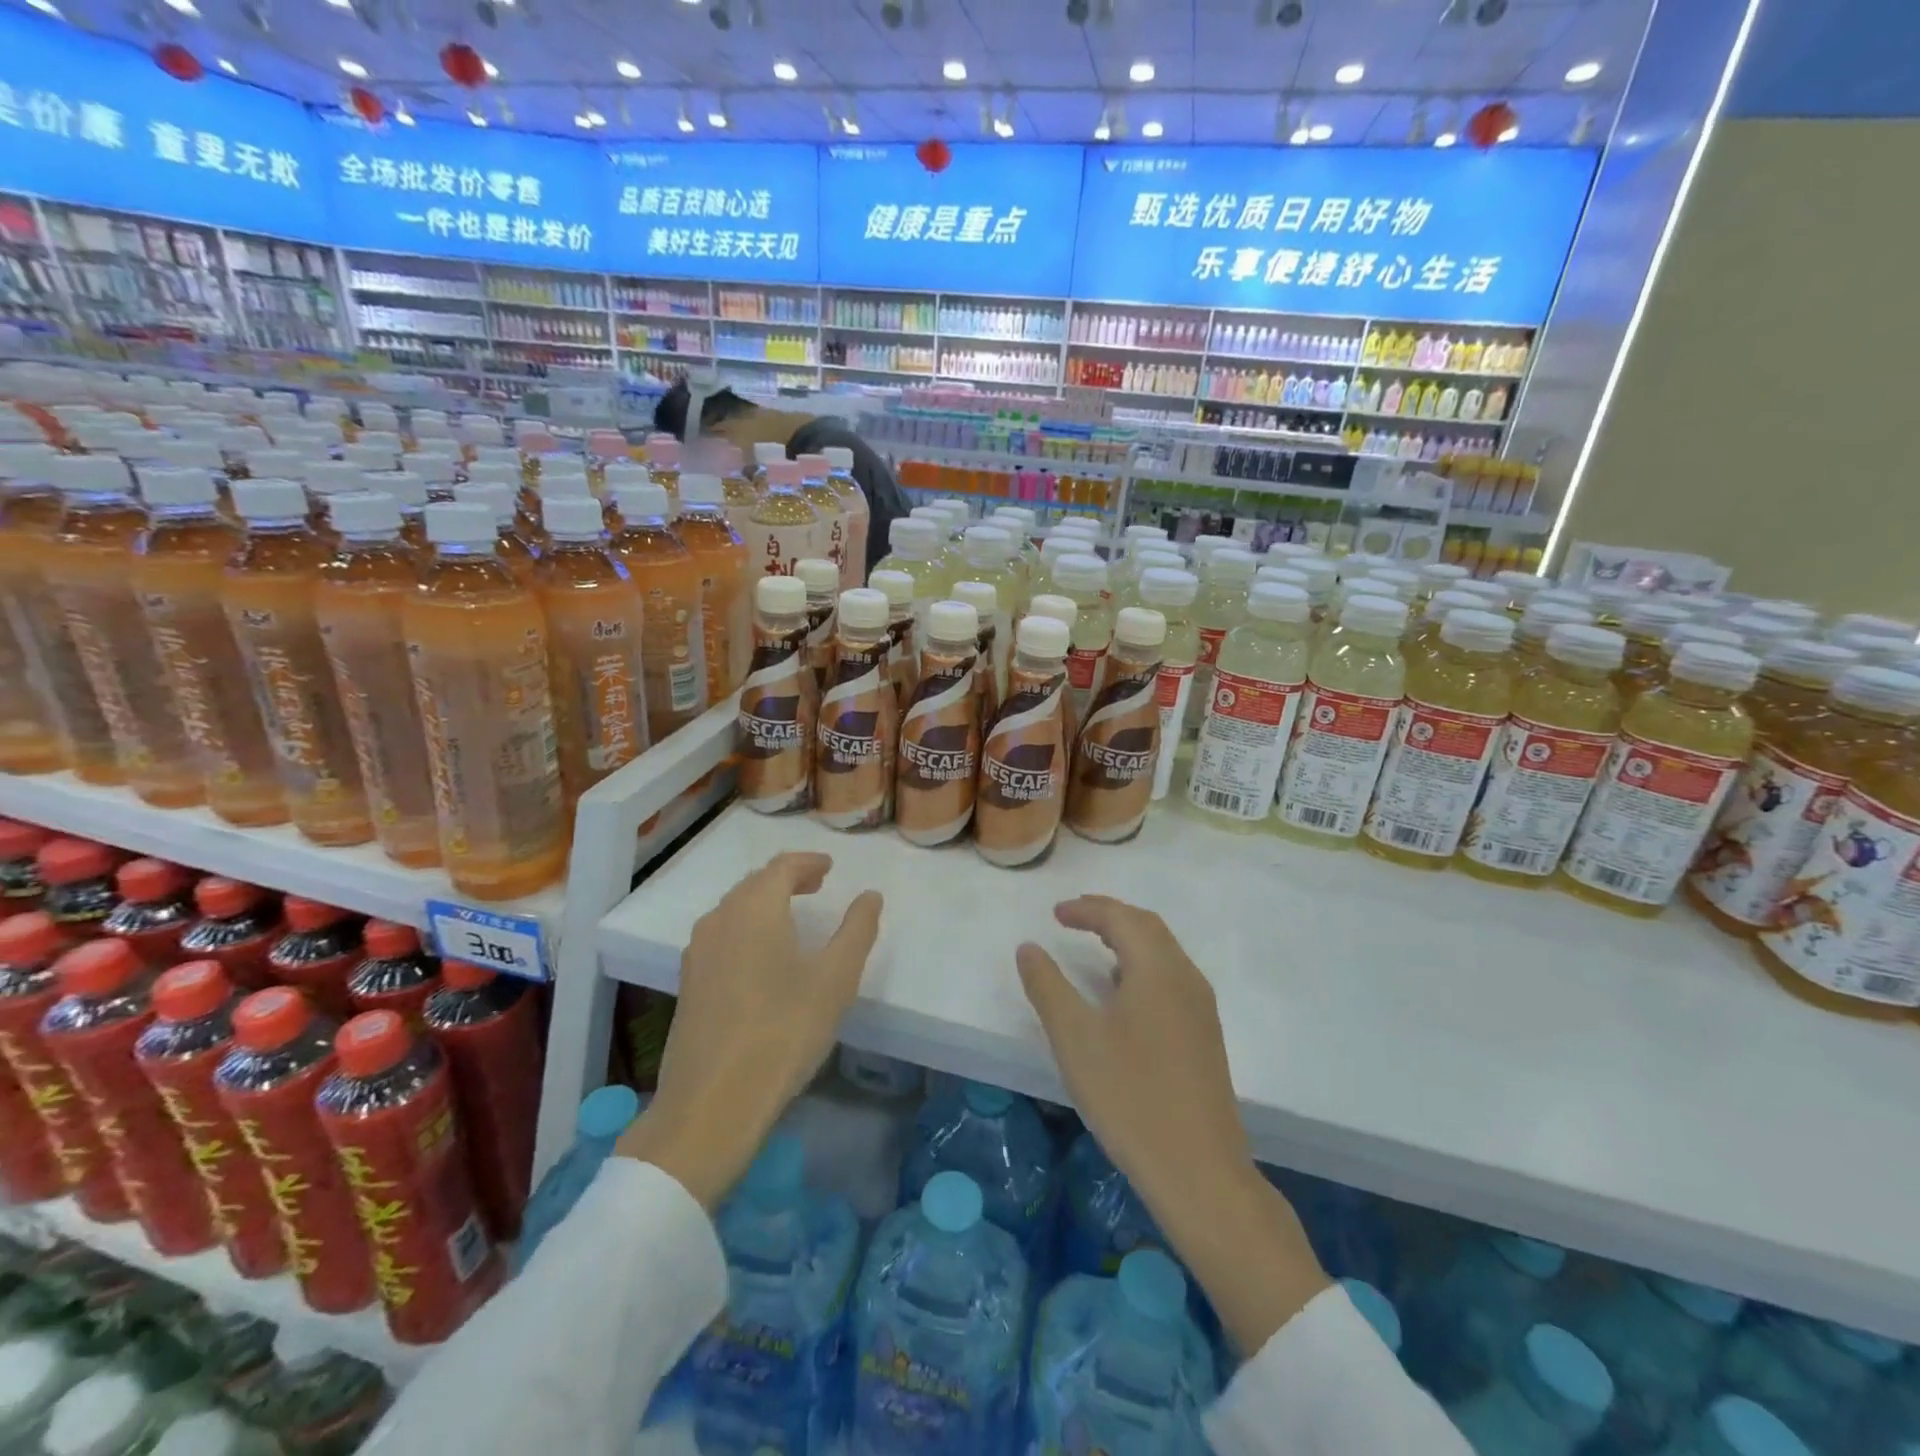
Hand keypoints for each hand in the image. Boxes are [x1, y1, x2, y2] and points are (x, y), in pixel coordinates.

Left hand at [619, 852, 881, 1208]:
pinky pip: (722, 934)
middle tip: (817, 886)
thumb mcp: (835, 980)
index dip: (808, 862)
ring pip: (734, 909)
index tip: (830, 868)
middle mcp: (720, 919)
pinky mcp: (688, 983)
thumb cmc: (783, 1032)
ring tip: (793, 916)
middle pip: (754, 883)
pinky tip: (762, 956)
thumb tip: (870, 895)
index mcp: (755, 909)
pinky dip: (747, 927)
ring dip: (765, 902)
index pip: (781, 867)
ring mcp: (698, 952)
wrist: (711, 1105)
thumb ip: (856, 930)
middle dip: (787, 878)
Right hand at [1017, 896, 1326, 1353]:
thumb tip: (1029, 947)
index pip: (1121, 918)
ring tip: (1095, 946)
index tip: (1055, 913)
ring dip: (1128, 939)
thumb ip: (1047, 986)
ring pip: (1163, 952)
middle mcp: (1186, 977)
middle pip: (1147, 927)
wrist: (1199, 1170)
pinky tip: (1123, 994)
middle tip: (1074, 916)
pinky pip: (1171, 978)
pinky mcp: (1205, 1036)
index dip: (1086, 909)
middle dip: (1110, 915)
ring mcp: (1201, 1008)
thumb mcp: (1074, 1037)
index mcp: (1157, 969)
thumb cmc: (1129, 1095)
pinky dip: (1142, 965)